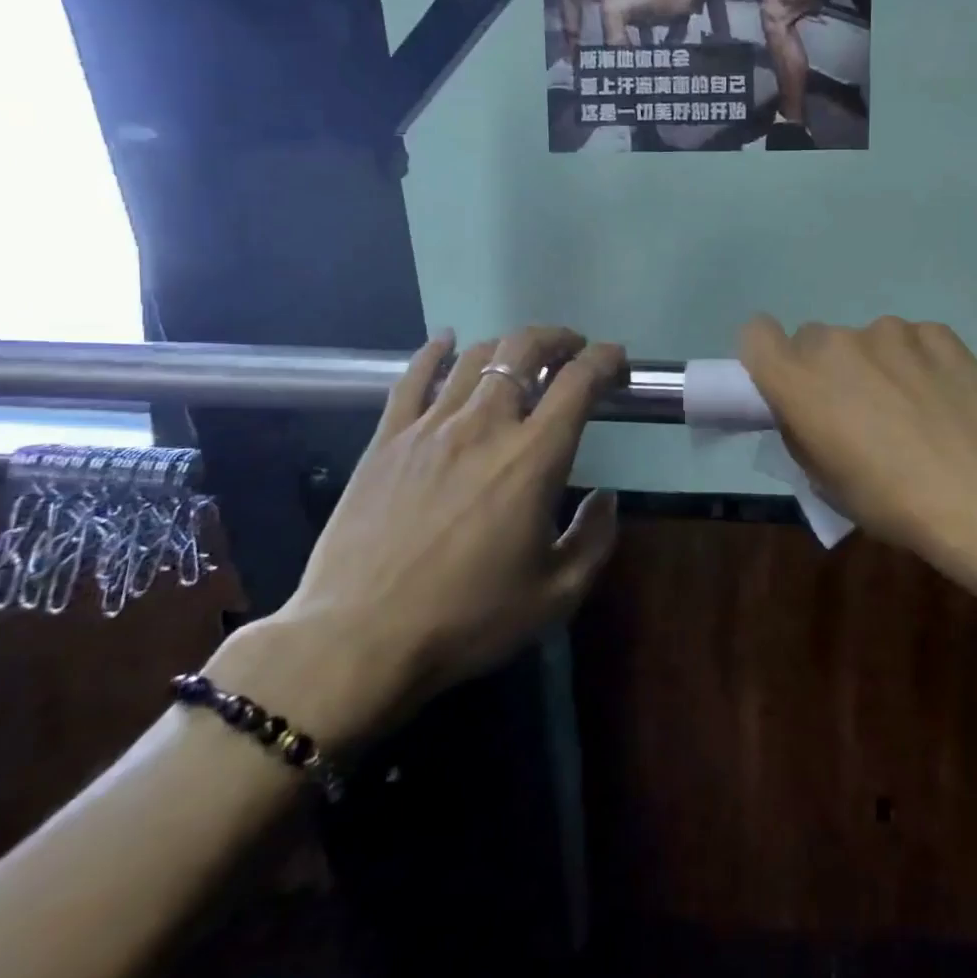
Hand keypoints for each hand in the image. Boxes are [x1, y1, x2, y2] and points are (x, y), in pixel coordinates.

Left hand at [209, 326, 626, 753]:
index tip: (617, 362)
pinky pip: (413, 377)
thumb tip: (606, 499)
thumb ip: (594, 539)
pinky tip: (446, 341)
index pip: (579, 382)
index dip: (605, 360)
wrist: (359, 638)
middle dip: (557, 339)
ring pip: (474, 357)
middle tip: (572, 349)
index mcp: (533, 458)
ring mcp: (430, 426)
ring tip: (521, 354)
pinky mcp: (387, 439)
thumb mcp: (555, 595)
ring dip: (508, 345)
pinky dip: (435, 351)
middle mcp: (484, 426)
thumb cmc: (467, 618)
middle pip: (524, 350)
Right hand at [739, 315, 976, 575]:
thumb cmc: (889, 501)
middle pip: (814, 340)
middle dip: (826, 368)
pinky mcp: (937, 333)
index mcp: (798, 380)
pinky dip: (918, 361)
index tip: (787, 381)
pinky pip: (913, 341)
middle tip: (855, 407)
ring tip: (910, 406)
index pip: (756, 335)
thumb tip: (807, 413)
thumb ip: (802, 431)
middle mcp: (836, 344)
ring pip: (867, 340)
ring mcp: (890, 332)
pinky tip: (942, 397)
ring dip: (876, 364)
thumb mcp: (824, 480)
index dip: (768, 355)